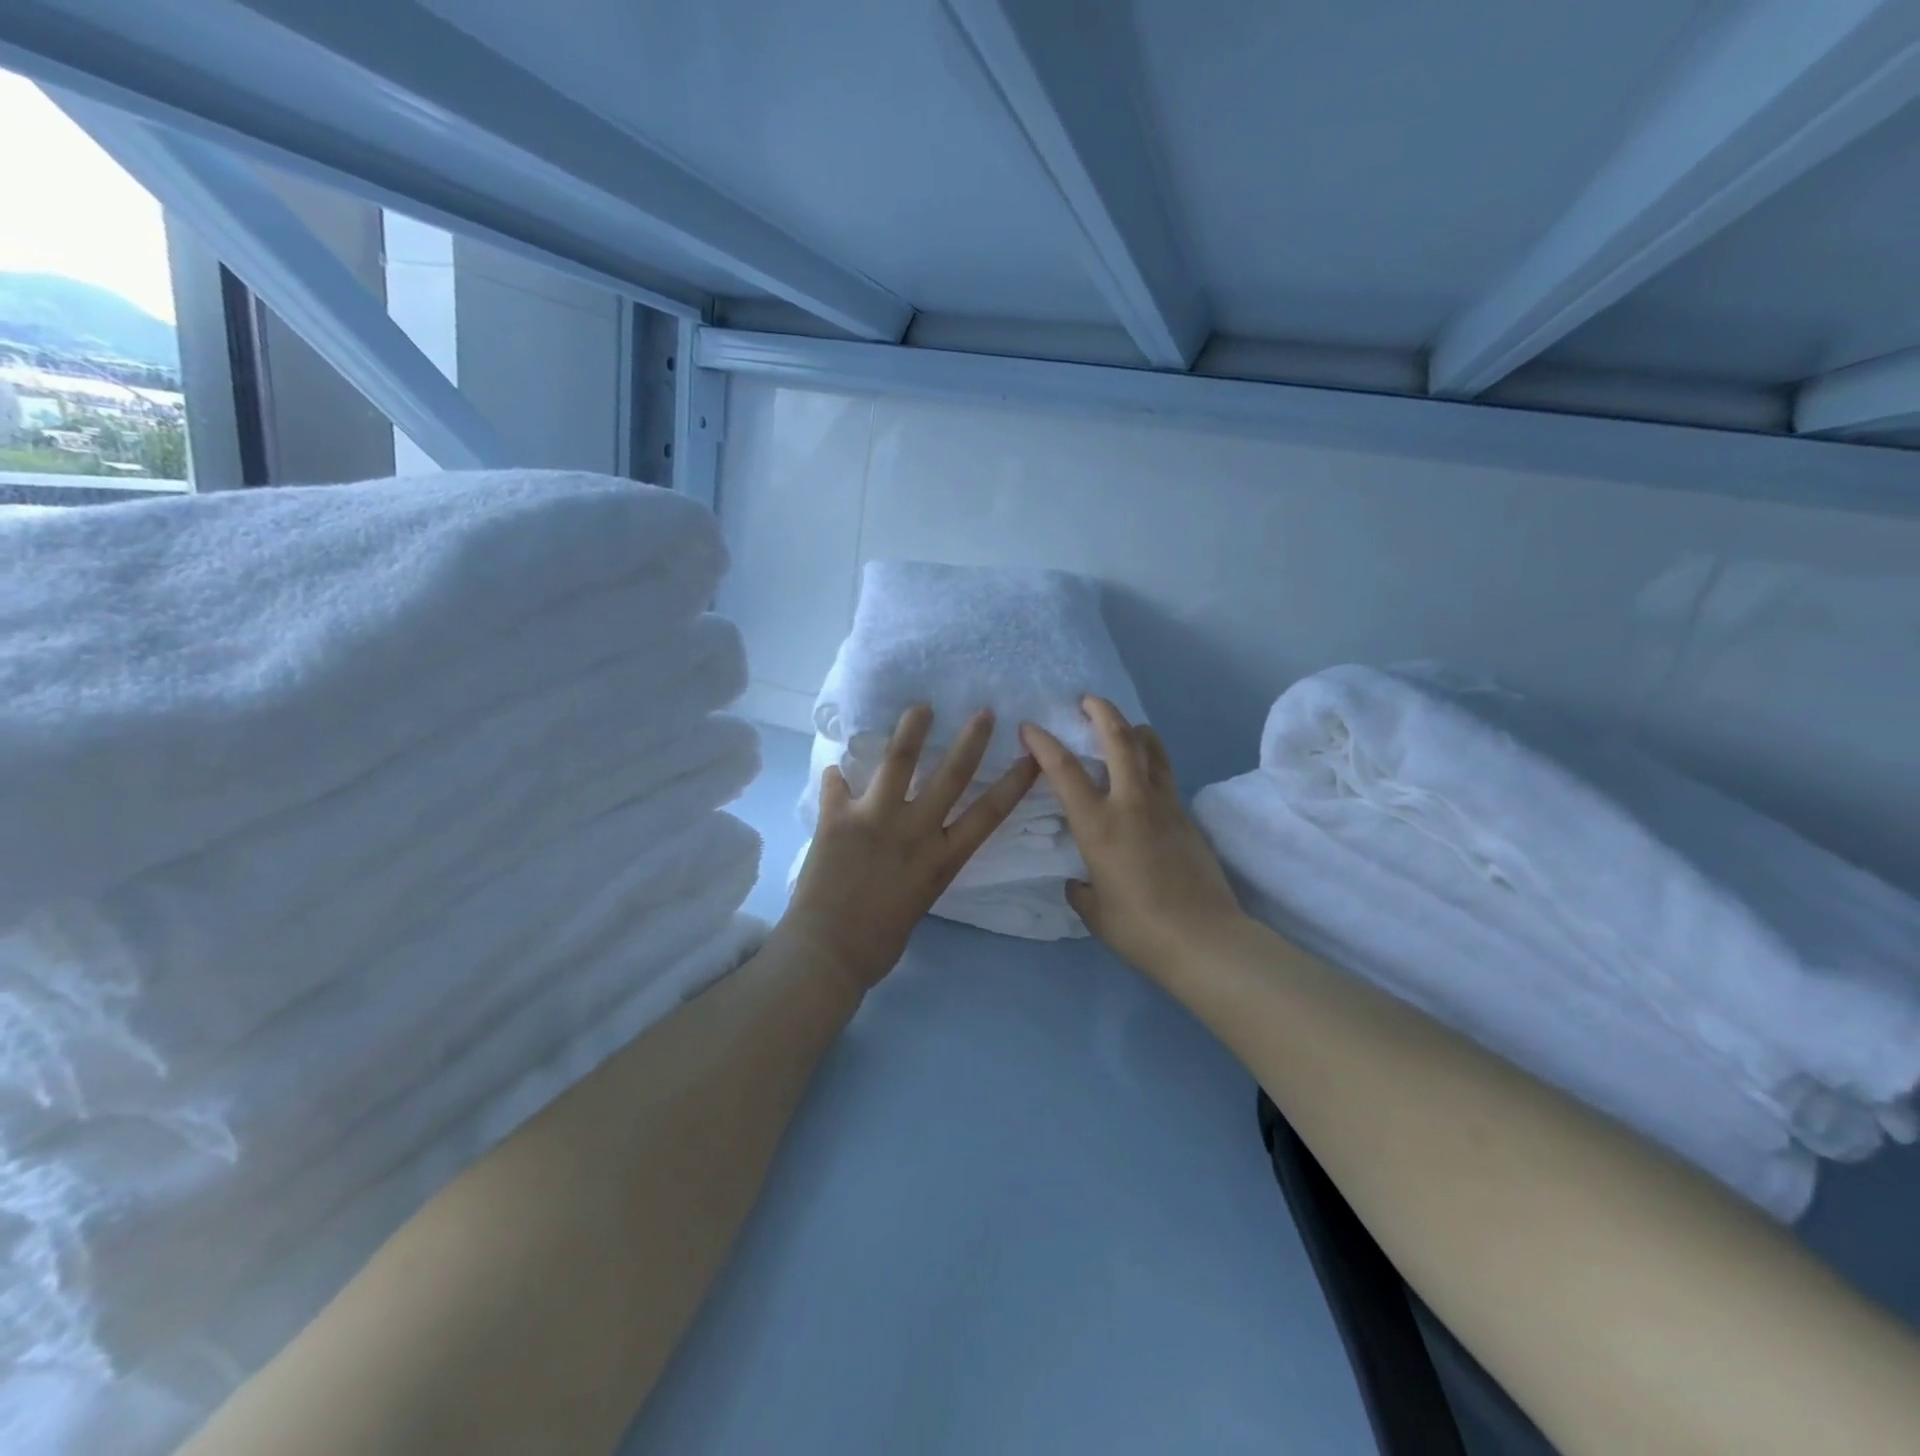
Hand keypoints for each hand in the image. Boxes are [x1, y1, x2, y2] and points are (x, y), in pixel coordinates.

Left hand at [781, 705, 1040, 995]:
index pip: (988, 814)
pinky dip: (837, 776)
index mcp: (941, 859)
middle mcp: (915, 831)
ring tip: (920, 707)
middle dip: (971, 740)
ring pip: (898, 761)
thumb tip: (909, 848)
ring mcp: (876, 819)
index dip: (1014, 783)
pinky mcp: (838, 818)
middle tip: (983, 712)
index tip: (1033, 757)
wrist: (828, 954)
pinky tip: (836, 767)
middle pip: (951, 775)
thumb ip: (920, 867)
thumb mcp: (918, 901)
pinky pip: (837, 785)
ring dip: (911, 730)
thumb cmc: (879, 942)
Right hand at [1020, 697, 1245, 977]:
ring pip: (1152, 747)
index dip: (1043, 742)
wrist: (1204, 939)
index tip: (1029, 727)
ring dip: (1133, 728)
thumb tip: (1081, 880)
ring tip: (1121, 727)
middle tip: (1086, 700)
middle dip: (1101, 711)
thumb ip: (1081, 888)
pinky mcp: (1187, 816)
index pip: (1063, 770)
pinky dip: (1151, 759)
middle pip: (1119, 738)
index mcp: (1098, 824)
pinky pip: (1165, 773)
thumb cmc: (1139, 928)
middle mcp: (1131, 803)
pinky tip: (1143, 773)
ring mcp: (1165, 805)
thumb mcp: (1094, 911)